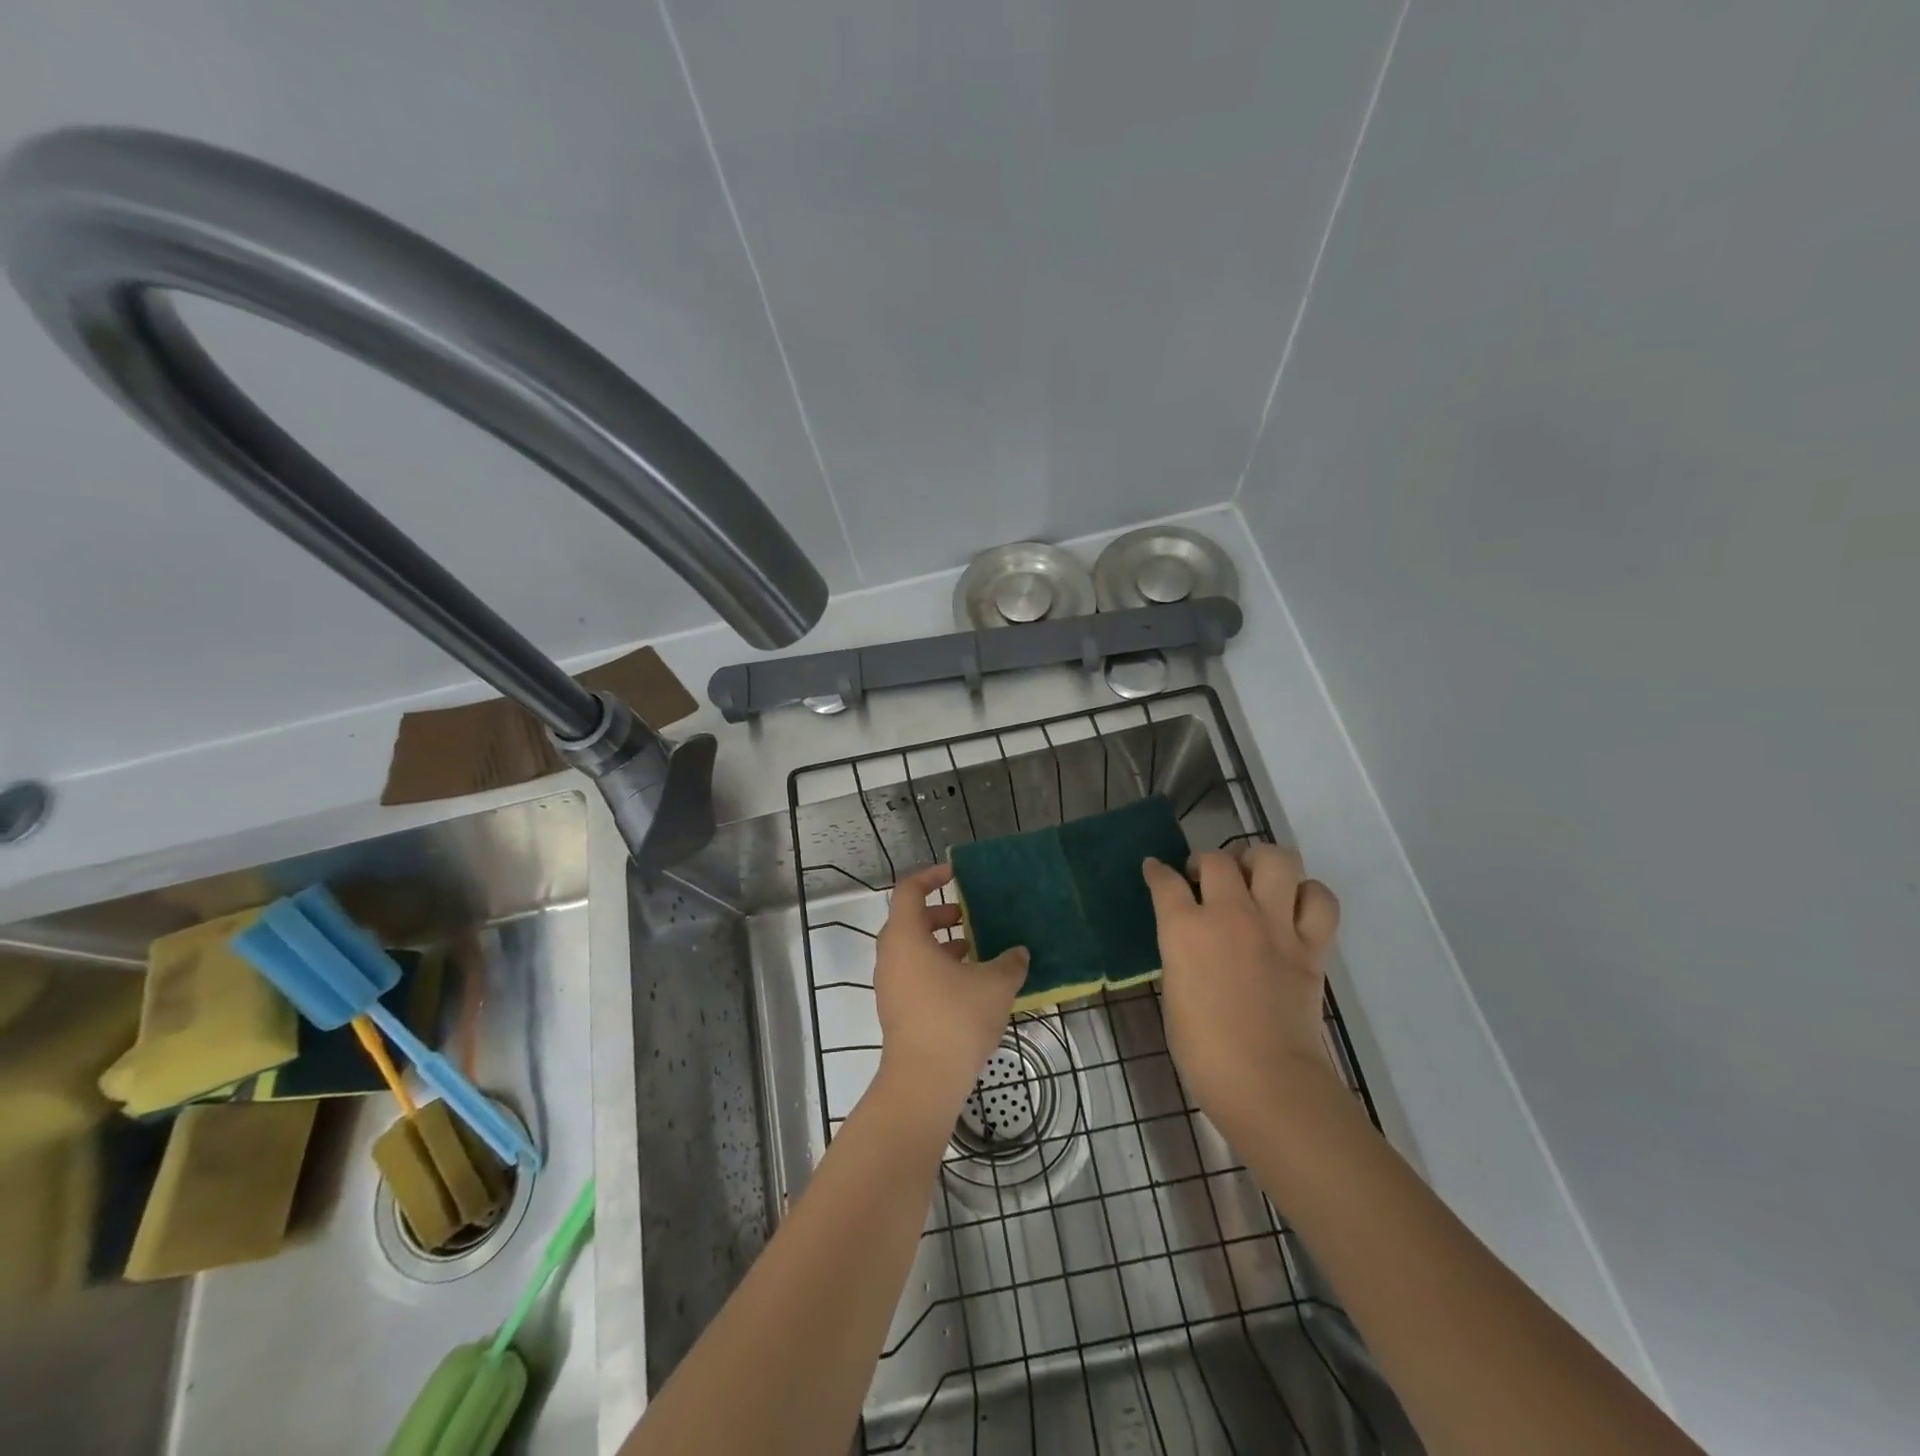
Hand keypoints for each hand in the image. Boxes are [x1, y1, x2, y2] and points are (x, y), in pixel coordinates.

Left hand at [872, 864, 1028, 1120]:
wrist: (924, 1079)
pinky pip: (914, 973)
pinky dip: (936, 967)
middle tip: (969, 916)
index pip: (909, 890)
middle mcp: (891, 955)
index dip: (931, 876)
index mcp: (906, 936)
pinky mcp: (896, 1008)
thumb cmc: (955, 1018)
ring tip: (976, 950)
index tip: (955, 874)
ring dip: (941, 944)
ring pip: (913, 949)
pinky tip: (969, 984)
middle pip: (910, 920)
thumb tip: (1019, 953)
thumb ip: (1010, 962)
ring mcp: (890, 984)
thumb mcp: (995, 984)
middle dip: (941, 914)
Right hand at [1142, 846, 1340, 1137]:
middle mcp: (1230, 914)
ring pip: (1275, 859)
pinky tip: (1293, 907)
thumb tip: (1191, 940)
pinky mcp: (1311, 945)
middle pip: (1217, 860)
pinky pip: (1320, 898)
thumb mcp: (1174, 992)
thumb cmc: (1204, 1050)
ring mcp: (1275, 926)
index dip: (1156, 872)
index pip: (1165, 882)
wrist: (1267, 1083)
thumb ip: (1182, 953)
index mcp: (1185, 929)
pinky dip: (1308, 894)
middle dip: (1205, 863)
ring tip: (1252, 878)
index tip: (1155, 870)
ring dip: (1259, 862)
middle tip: (1205, 881)